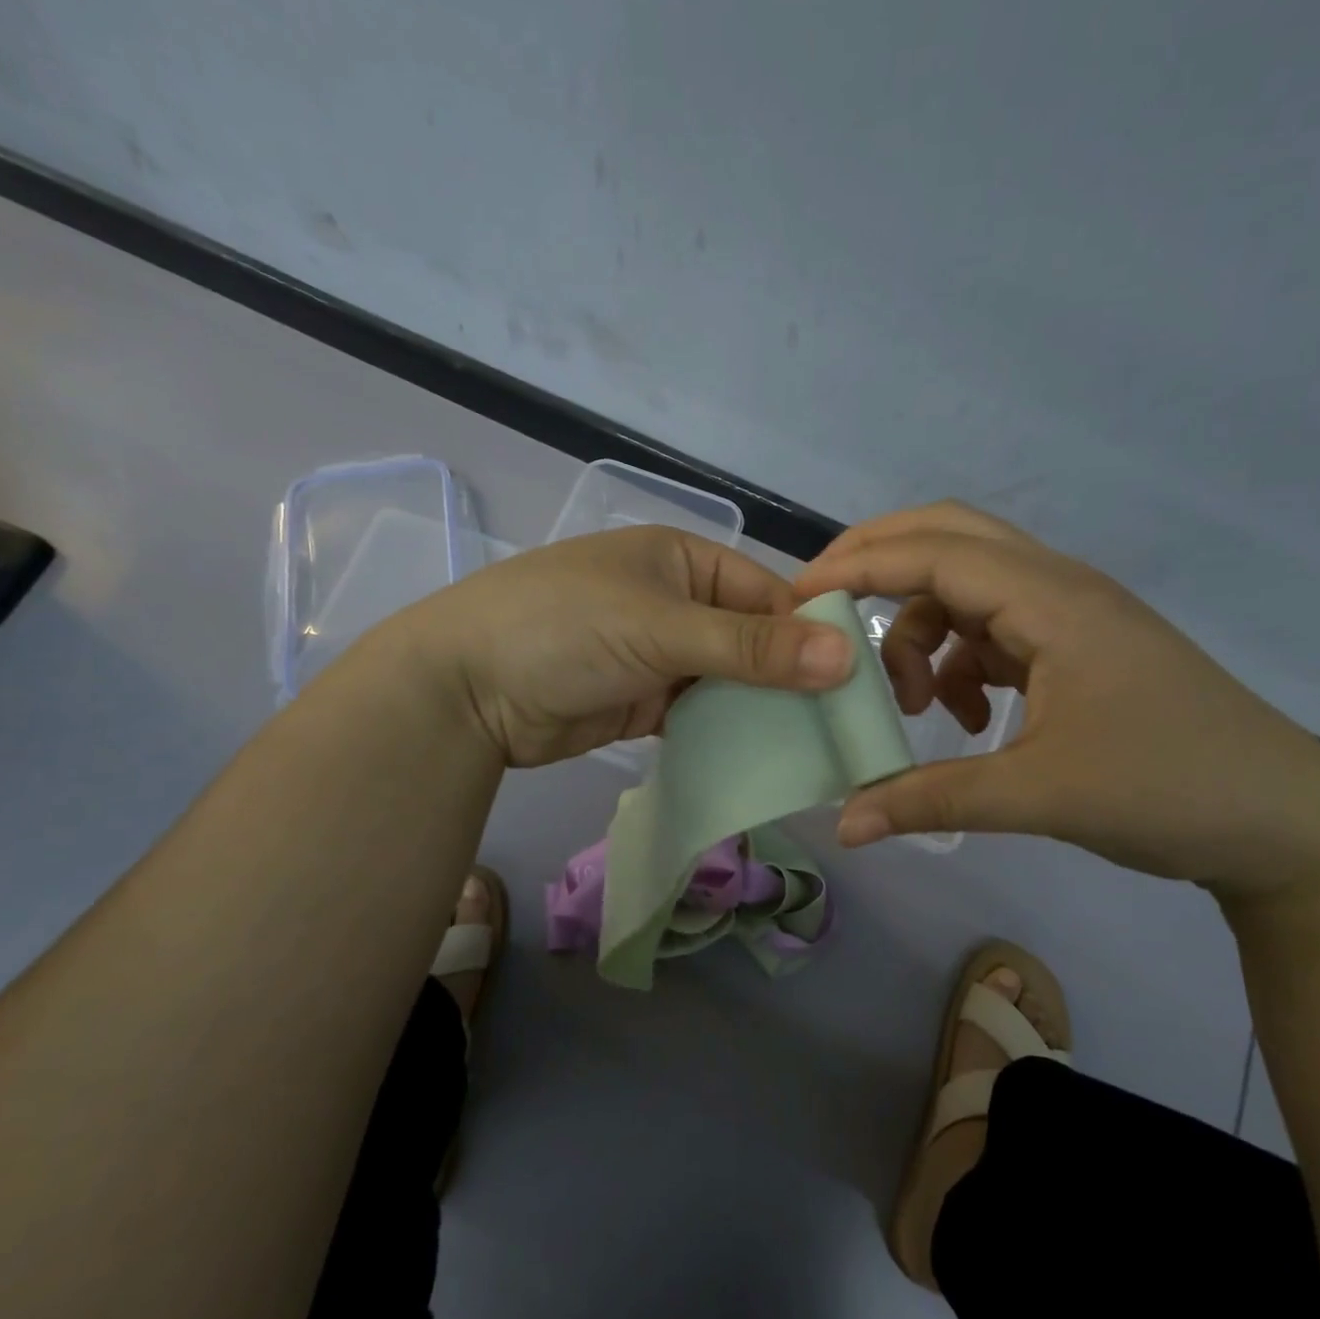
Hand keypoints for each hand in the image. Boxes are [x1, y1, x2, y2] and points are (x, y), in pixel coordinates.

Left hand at [372, 525, 853, 766]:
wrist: (463, 690)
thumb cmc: (563, 629)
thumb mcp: (661, 628)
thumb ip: (751, 646)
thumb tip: (847, 655)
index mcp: (683, 560)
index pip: (767, 594)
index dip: (811, 634)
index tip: (856, 683)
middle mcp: (675, 602)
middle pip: (752, 639)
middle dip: (790, 679)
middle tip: (842, 727)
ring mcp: (658, 654)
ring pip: (729, 680)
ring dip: (761, 710)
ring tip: (815, 749)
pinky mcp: (643, 701)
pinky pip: (700, 714)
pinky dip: (726, 732)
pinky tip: (763, 758)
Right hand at [793, 502, 1319, 899]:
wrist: (1284, 824)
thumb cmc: (1169, 791)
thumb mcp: (1038, 796)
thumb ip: (930, 800)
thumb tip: (844, 825)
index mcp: (1051, 600)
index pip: (932, 553)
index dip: (858, 566)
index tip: (798, 599)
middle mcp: (1058, 588)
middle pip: (949, 537)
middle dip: (878, 563)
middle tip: (825, 606)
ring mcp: (1069, 616)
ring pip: (966, 590)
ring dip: (922, 631)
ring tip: (913, 706)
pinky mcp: (1076, 647)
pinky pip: (993, 630)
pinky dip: (959, 661)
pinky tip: (966, 718)